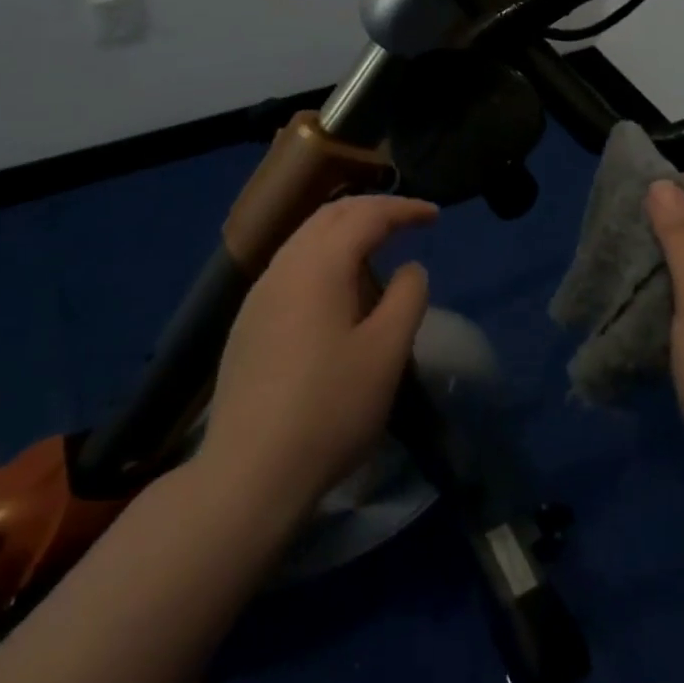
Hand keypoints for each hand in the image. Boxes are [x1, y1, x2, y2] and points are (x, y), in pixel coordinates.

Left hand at [199, 195, 435, 517]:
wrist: (249, 473)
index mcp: (319, 264)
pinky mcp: (248, 321)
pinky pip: (292, 264)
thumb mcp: (386, 353)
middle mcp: (284, 265)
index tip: (435, 215)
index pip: (367, 216)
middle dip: (372, 210)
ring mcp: (259, 293)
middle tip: (408, 221)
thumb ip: (406, 298)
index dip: (404, 209)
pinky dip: (323, 255)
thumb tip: (409, 268)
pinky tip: (335, 288)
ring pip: (306, 237)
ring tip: (376, 248)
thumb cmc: (329, 409)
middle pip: (330, 215)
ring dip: (345, 231)